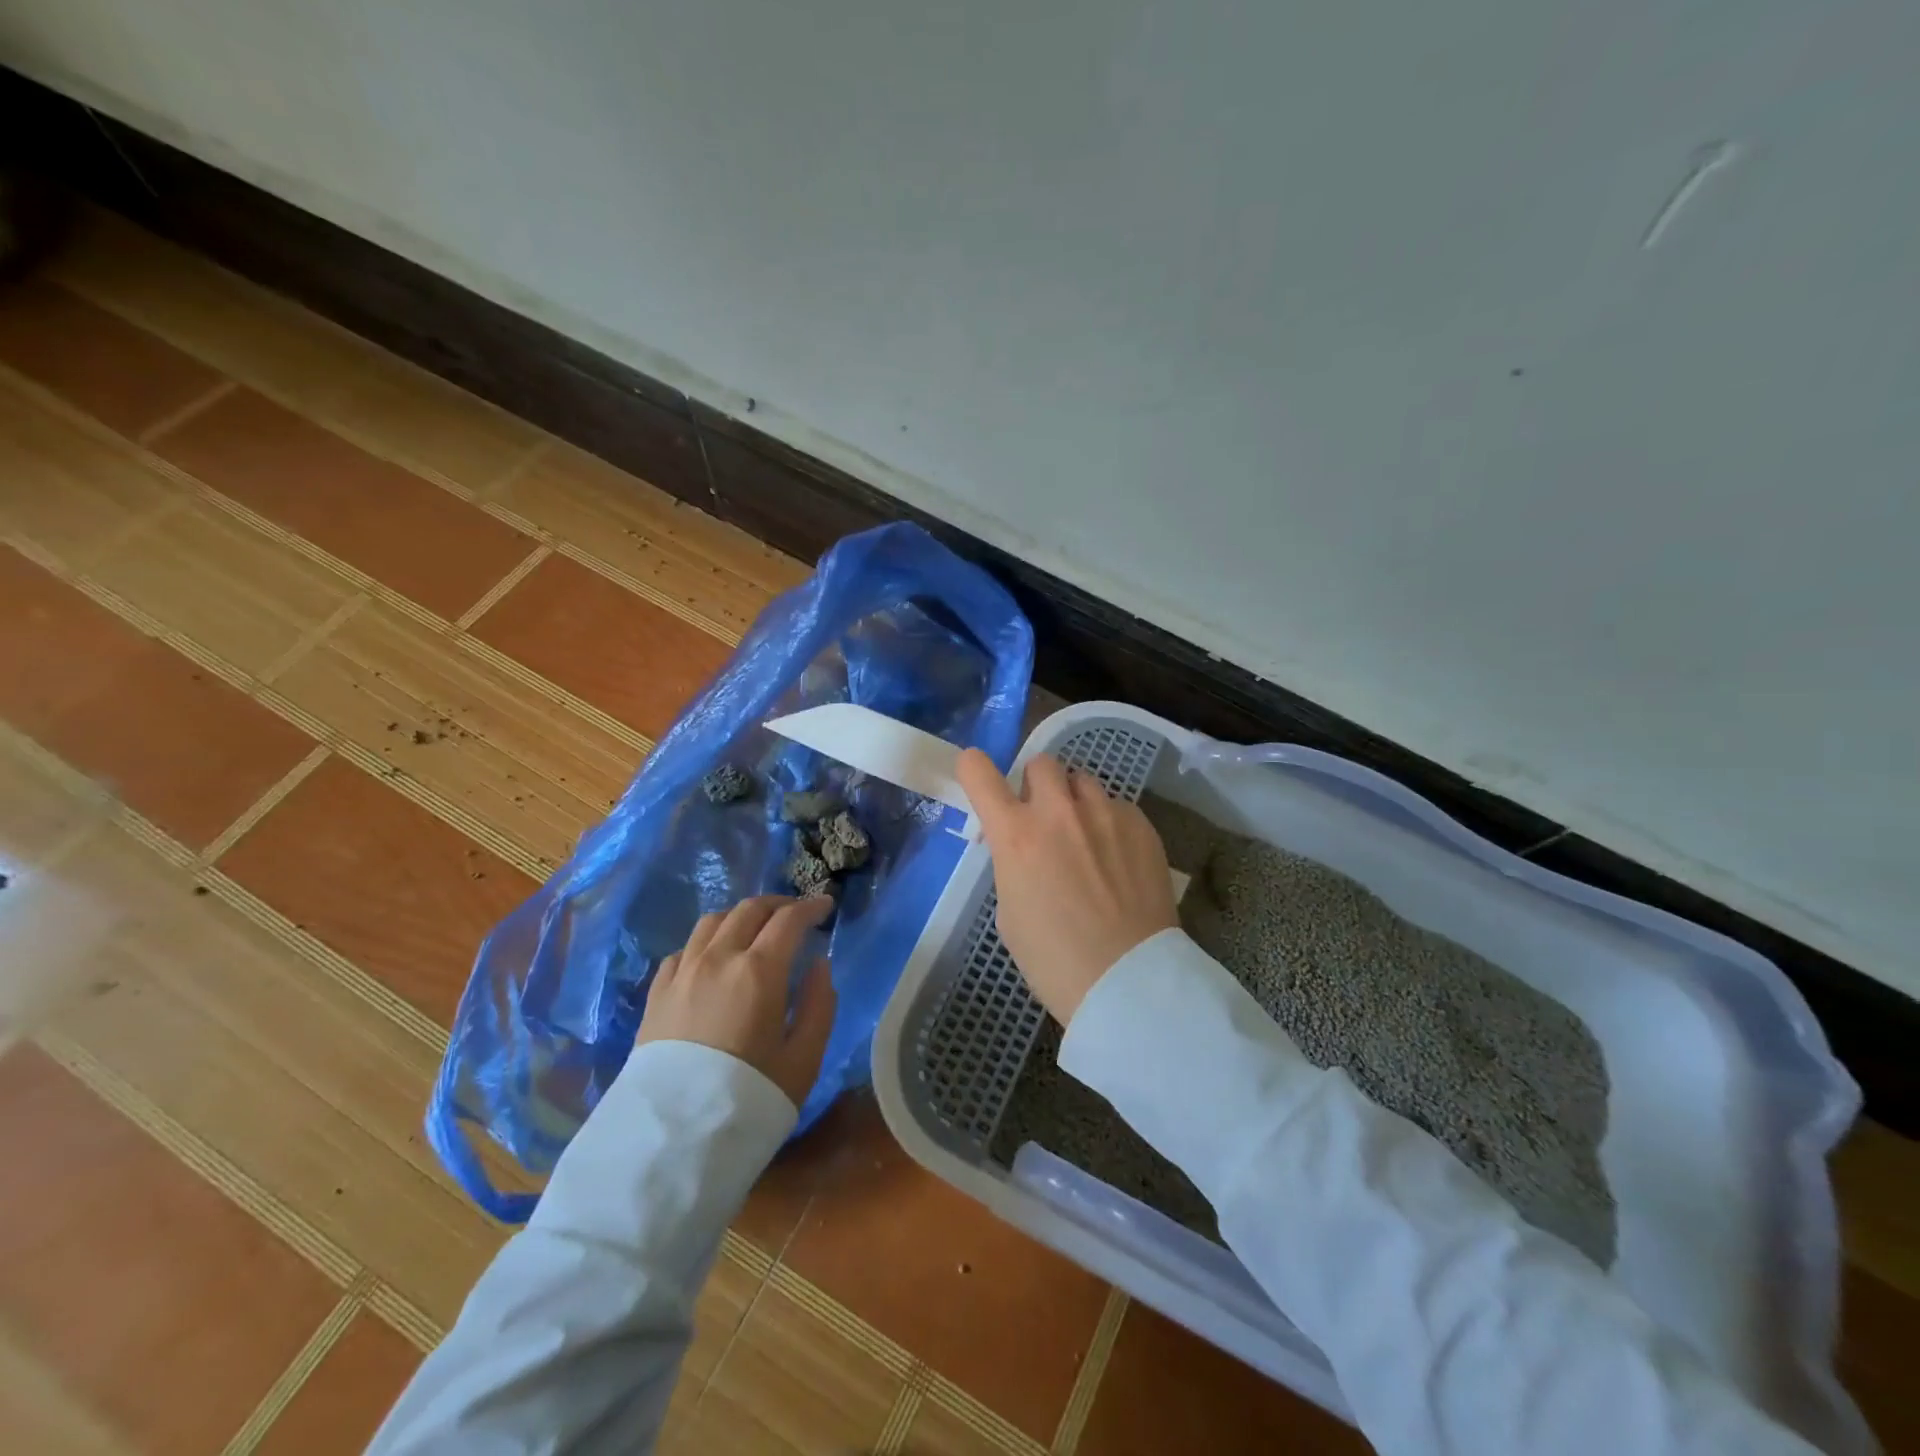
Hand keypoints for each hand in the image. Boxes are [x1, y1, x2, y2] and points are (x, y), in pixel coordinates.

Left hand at [637, 894, 837, 1107]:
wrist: (672, 1141)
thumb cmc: (749, 1099)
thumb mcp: (804, 1059)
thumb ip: (820, 1005)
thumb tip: (819, 965)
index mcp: (759, 970)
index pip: (789, 920)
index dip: (811, 907)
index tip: (826, 906)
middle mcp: (718, 958)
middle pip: (749, 910)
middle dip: (778, 904)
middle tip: (796, 913)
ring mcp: (683, 973)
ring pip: (712, 921)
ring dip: (740, 916)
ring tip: (755, 929)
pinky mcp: (657, 994)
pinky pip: (684, 949)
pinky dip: (706, 942)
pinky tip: (713, 958)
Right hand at [956, 749, 1176, 1025]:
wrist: (1129, 981)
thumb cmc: (1054, 960)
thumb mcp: (1010, 912)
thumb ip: (1012, 865)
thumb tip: (1024, 850)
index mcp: (1015, 834)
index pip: (979, 772)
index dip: (973, 768)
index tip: (976, 775)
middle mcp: (1058, 811)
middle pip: (1041, 763)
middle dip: (1036, 785)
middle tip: (1042, 817)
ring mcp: (1105, 814)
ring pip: (1083, 780)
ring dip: (1075, 801)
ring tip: (1086, 836)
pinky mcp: (1141, 825)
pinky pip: (1118, 807)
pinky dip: (1110, 824)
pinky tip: (1118, 859)